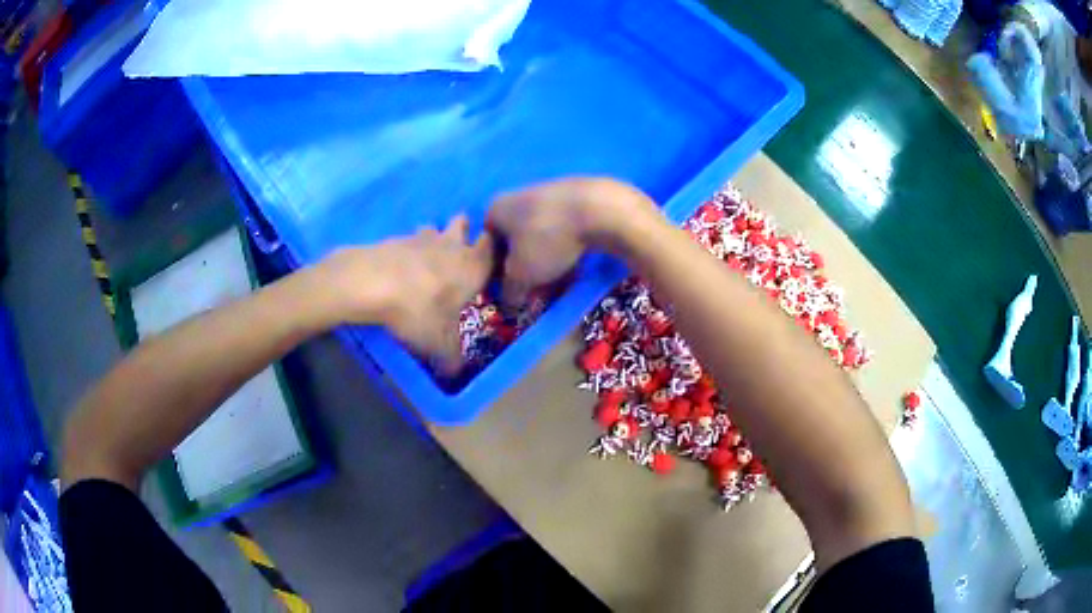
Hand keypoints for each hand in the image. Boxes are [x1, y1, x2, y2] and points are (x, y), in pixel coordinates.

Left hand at [314, 215, 492, 373]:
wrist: (372, 283)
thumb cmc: (418, 310)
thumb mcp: (439, 345)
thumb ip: (452, 359)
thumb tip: (455, 374)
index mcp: (473, 266)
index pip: (493, 247)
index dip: (493, 252)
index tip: (487, 264)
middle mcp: (452, 245)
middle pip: (464, 224)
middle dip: (463, 233)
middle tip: (456, 254)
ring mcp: (421, 237)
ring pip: (434, 228)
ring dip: (432, 238)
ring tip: (424, 262)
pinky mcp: (395, 238)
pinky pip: (407, 240)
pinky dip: (406, 251)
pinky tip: (399, 269)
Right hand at [487, 178, 655, 305]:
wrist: (598, 209)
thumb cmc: (547, 240)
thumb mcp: (521, 274)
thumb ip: (509, 291)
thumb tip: (508, 303)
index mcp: (496, 209)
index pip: (488, 249)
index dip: (499, 276)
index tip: (513, 295)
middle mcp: (517, 197)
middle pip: (517, 244)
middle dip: (527, 272)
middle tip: (537, 295)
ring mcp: (548, 194)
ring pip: (542, 239)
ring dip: (547, 265)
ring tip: (559, 287)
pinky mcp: (575, 198)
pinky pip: (563, 231)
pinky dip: (566, 250)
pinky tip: (577, 268)